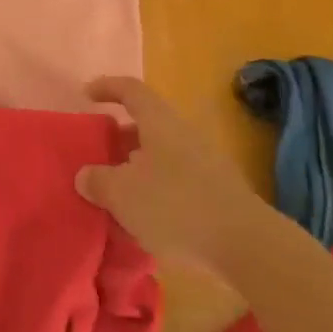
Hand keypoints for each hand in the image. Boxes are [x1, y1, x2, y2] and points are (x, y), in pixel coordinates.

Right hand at [75, 77, 255, 271]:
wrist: (246, 244)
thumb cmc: (175, 205)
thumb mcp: (122, 194)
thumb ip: (98, 181)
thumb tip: (86, 175)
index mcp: (159, 122)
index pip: (131, 90)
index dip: (107, 87)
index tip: (87, 95)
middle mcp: (183, 134)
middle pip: (147, 124)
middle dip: (120, 136)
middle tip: (98, 153)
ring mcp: (205, 163)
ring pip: (161, 155)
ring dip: (137, 167)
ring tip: (117, 191)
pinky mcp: (217, 192)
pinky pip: (177, 180)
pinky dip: (156, 190)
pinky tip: (145, 218)